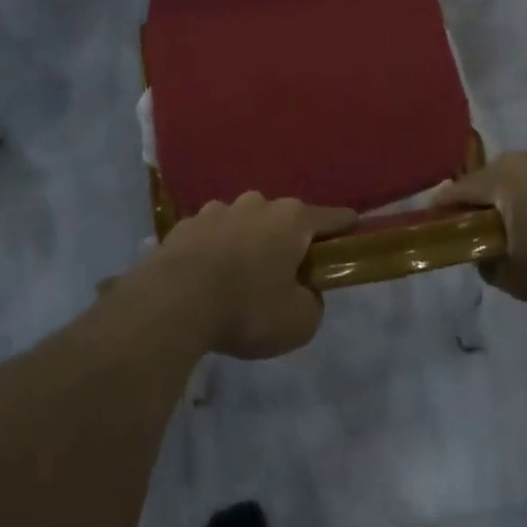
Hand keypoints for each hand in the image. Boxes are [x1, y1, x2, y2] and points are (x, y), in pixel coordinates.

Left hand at [147, 193, 356, 358]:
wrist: (174, 301)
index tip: (353, 231)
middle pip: (283, 219)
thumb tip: (305, 293)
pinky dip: (215, 250)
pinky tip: (207, 278)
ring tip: (240, 278)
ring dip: (248, 243)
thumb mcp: (298, 323)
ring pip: (244, 223)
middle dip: (287, 241)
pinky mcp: (186, 224)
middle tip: (285, 274)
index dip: (345, 227)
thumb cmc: (247, 307)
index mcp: (292, 219)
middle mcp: (258, 203)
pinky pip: (212, 235)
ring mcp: (218, 209)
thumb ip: (312, 304)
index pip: (331, 217)